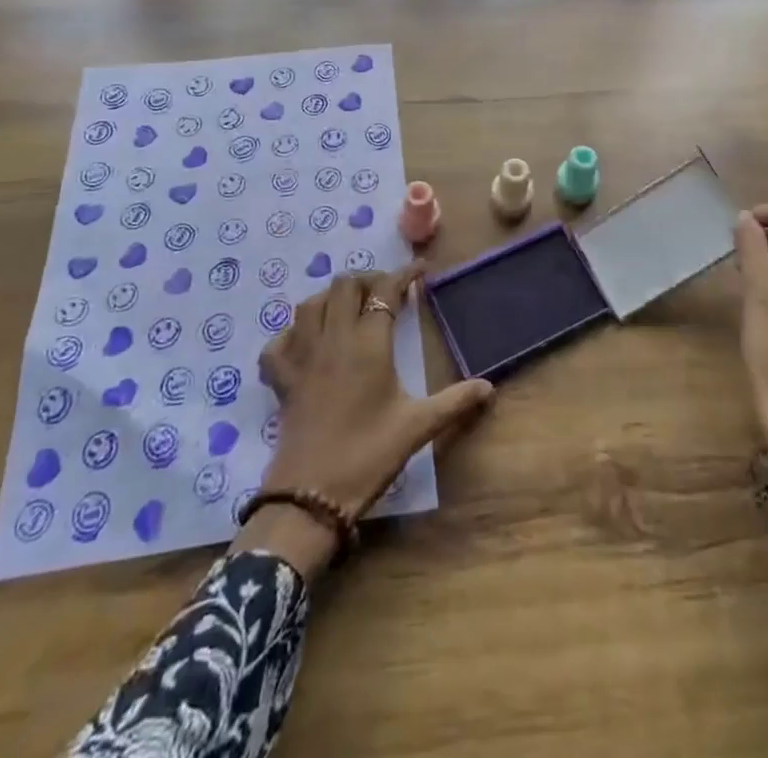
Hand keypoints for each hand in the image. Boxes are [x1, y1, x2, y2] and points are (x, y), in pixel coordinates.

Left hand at [241, 263, 493, 576]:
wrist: (311, 496)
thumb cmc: (368, 455)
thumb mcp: (417, 427)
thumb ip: (454, 402)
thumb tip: (489, 387)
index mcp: (368, 343)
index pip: (385, 291)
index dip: (403, 275)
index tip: (420, 270)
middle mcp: (333, 339)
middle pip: (343, 286)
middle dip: (367, 280)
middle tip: (386, 293)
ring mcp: (302, 357)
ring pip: (309, 305)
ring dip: (330, 298)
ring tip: (349, 308)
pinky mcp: (281, 379)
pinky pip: (278, 342)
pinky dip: (291, 333)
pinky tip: (305, 341)